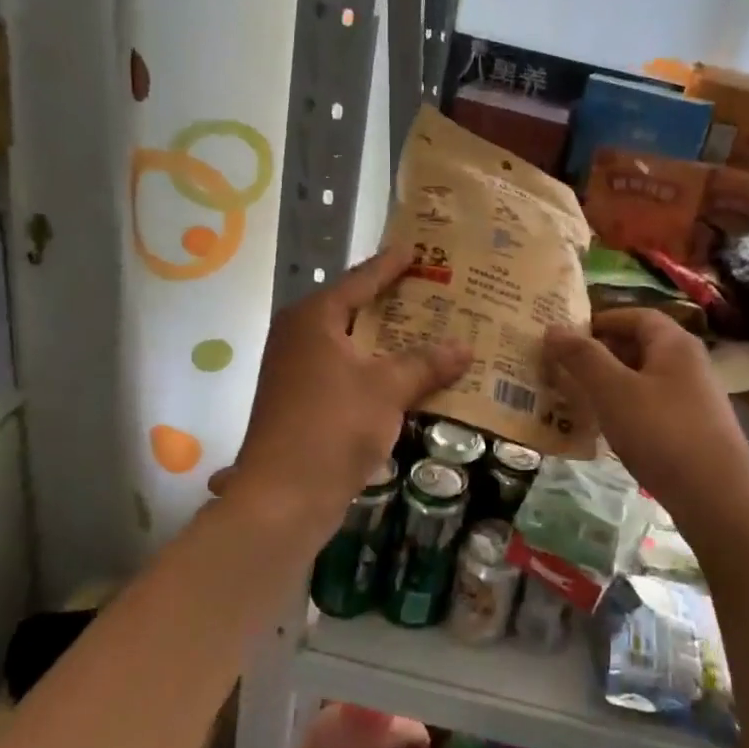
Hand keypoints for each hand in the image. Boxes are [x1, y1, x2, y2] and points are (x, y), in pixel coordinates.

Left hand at [232, 247, 470, 529]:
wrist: (283, 497)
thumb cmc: (333, 426)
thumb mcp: (387, 389)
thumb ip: (426, 363)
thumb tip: (465, 347)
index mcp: (313, 319)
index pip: (360, 279)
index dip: (390, 265)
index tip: (417, 249)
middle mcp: (300, 336)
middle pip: (356, 309)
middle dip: (395, 303)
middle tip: (436, 290)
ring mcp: (298, 371)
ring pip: (353, 344)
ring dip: (390, 341)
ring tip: (431, 330)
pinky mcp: (304, 402)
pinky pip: (348, 372)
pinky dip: (377, 370)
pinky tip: (409, 376)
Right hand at [544, 309, 748, 518]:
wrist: (718, 499)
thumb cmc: (663, 433)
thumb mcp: (614, 391)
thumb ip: (583, 357)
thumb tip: (554, 327)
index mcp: (674, 344)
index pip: (635, 315)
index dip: (600, 321)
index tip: (566, 337)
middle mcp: (689, 364)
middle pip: (639, 346)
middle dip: (600, 355)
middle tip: (564, 369)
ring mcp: (694, 398)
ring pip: (643, 379)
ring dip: (610, 385)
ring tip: (577, 399)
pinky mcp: (694, 429)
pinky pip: (652, 407)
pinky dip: (626, 410)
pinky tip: (607, 431)